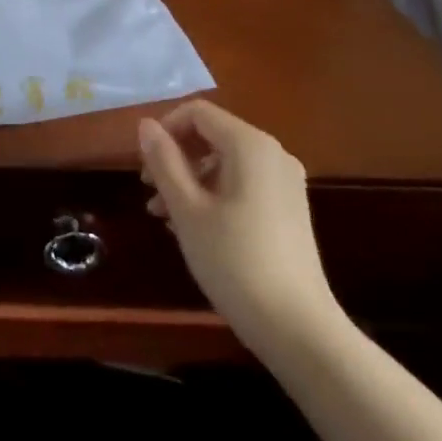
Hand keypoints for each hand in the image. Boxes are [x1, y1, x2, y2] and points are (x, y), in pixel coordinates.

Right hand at [138, 100, 345, 365]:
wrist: (297, 327)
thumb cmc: (233, 260)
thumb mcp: (186, 208)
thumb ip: (163, 160)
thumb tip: (146, 125)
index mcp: (250, 145)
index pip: (197, 113)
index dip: (165, 131)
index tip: (144, 166)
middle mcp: (273, 154)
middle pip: (212, 136)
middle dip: (175, 159)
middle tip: (150, 194)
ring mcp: (285, 183)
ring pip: (225, 163)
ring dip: (189, 181)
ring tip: (165, 217)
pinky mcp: (289, 209)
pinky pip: (242, 185)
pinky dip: (213, 195)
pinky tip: (194, 229)